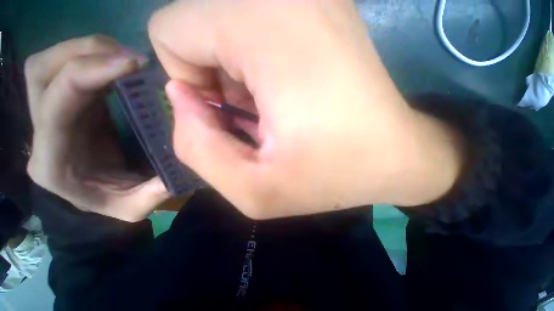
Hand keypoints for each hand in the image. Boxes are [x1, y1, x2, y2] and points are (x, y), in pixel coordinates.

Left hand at [26, 35, 169, 221]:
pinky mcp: (70, 104)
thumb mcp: (135, 207)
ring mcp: (52, 113)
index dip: (89, 74)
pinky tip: (122, 65)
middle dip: (84, 53)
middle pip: (41, 72)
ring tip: (128, 58)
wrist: (99, 196)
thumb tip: (182, 160)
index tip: (134, 66)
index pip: (56, 104)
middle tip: (131, 58)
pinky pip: (70, 68)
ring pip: (50, 63)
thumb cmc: (113, 203)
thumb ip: (154, 191)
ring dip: (88, 50)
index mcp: (54, 161)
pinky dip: (95, 58)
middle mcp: (43, 132)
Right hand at [149, 0, 464, 218]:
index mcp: (264, 28)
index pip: (173, 32)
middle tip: (256, 118)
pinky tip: (288, 97)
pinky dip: (258, 68)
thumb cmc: (332, 176)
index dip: (191, 85)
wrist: (396, 156)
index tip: (232, 116)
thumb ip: (199, 150)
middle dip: (215, 80)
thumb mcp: (255, 192)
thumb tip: (184, 98)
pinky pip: (254, 30)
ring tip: (274, 111)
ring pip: (224, 26)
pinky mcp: (323, 9)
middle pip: (196, 26)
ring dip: (237, 76)